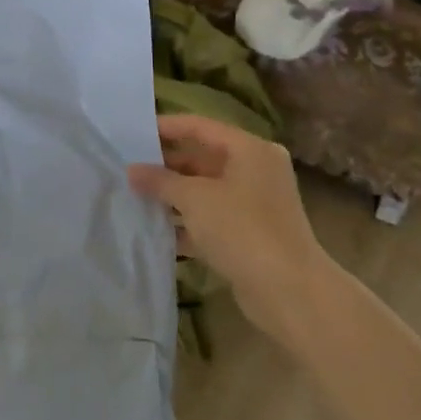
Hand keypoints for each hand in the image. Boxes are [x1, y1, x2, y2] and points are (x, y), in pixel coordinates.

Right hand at [128, 113, 332, 346]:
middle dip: (166, 166)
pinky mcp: (250, 234)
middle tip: (129, 169)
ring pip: (205, 190)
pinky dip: (187, 222)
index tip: (132, 134)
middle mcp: (256, 171)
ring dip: (173, 195)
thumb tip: (132, 170)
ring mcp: (255, 204)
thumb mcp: (194, 199)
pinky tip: (157, 230)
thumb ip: (160, 180)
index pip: (200, 126)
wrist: (290, 292)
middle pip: (202, 158)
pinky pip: (212, 218)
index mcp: (250, 150)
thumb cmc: (242, 229)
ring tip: (136, 197)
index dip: (166, 128)